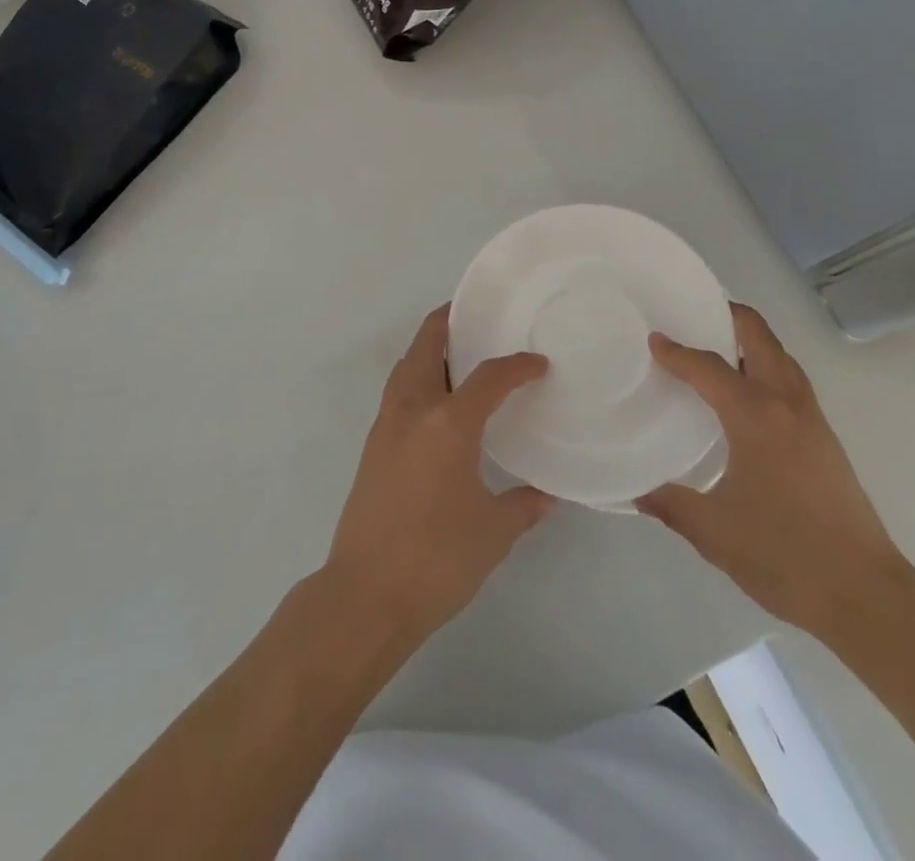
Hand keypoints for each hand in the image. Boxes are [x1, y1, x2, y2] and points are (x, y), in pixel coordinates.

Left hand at [323, 306, 554, 644]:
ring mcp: (386, 427)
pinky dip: (418, 378)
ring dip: (428, 349)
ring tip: (458, 352)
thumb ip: (524, 505)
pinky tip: (438, 404)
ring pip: (406, 367)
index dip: (517, 366)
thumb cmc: (436, 560)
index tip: (539, 364)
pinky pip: (398, 392)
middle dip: (448, 323)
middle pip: (426, 346)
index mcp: (448, 424)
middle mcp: (413, 412)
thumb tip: (549, 494)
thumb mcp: (493, 533)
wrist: (364, 597)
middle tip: (476, 317)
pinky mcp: (372, 447)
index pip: (488, 377)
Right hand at [637, 304, 914, 644]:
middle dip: (728, 316)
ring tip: (716, 348)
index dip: (677, 352)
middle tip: (693, 317)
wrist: (866, 594)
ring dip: (750, 341)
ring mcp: (812, 419)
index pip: (709, 367)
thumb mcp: (713, 532)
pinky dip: (765, 367)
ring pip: (780, 357)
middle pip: (759, 337)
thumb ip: (670, 504)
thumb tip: (634, 490)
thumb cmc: (784, 555)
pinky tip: (746, 397)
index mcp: (755, 416)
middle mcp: (786, 404)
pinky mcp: (826, 438)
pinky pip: (791, 381)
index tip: (653, 341)